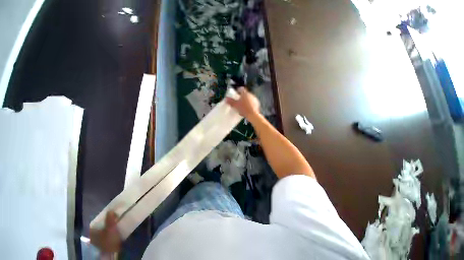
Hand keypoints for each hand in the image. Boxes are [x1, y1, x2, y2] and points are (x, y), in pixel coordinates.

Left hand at [89, 211, 121, 252]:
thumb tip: (110, 210)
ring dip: (109, 226)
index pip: (96, 221)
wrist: (112, 253)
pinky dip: (109, 231)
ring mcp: (97, 240)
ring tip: (116, 222)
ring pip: (103, 230)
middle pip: (100, 225)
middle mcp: (92, 235)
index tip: (110, 213)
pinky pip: (105, 234)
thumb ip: (110, 219)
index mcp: (92, 231)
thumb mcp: (111, 228)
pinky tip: (114, 230)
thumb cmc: (109, 240)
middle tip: (114, 217)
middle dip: (106, 221)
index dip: (103, 217)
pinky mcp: (103, 243)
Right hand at [226, 87, 260, 120]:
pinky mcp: (257, 104)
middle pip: (245, 94)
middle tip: (238, 100)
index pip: (241, 89)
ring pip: (249, 98)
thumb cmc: (243, 109)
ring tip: (242, 105)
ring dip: (246, 100)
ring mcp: (255, 99)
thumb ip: (231, 101)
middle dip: (242, 96)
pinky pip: (252, 102)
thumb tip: (226, 98)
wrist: (253, 115)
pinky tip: (247, 109)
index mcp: (245, 93)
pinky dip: (249, 104)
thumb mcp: (235, 105)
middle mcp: (250, 94)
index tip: (236, 93)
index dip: (238, 90)